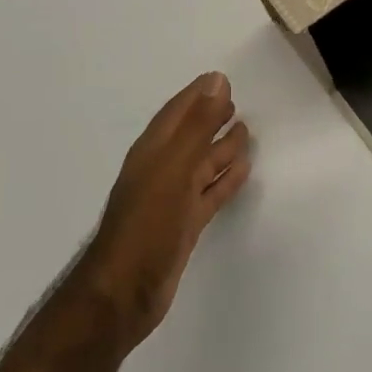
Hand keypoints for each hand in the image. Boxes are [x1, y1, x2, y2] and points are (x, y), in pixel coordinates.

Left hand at [76, 72, 251, 353]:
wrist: (125, 292)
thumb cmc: (147, 224)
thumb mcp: (174, 169)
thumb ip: (197, 126)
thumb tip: (217, 81)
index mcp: (152, 152)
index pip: (177, 113)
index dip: (197, 95)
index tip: (221, 79)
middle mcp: (161, 170)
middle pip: (190, 136)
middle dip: (210, 118)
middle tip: (236, 102)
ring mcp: (172, 199)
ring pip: (201, 164)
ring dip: (221, 147)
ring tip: (246, 131)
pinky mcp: (184, 225)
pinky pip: (209, 193)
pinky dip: (225, 179)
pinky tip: (243, 171)